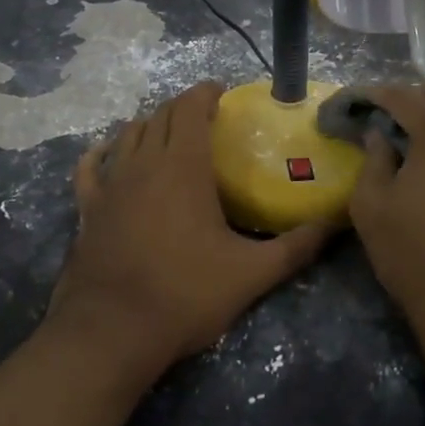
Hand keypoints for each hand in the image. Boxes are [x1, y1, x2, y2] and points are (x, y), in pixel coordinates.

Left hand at [49, 82, 334, 380]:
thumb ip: (297, 247)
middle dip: (183, 107)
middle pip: (161, 116)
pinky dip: (101, 154)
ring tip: (168, 133)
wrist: (112, 331)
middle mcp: (144, 163)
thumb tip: (337, 224)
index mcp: (183, 166)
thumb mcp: (251, 273)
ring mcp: (110, 184)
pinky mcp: (87, 208)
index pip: (191, 108)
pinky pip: (90, 168)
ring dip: (149, 126)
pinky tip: (106, 155)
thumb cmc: (185, 294)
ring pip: (127, 135)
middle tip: (205, 116)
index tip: (222, 93)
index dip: (205, 93)